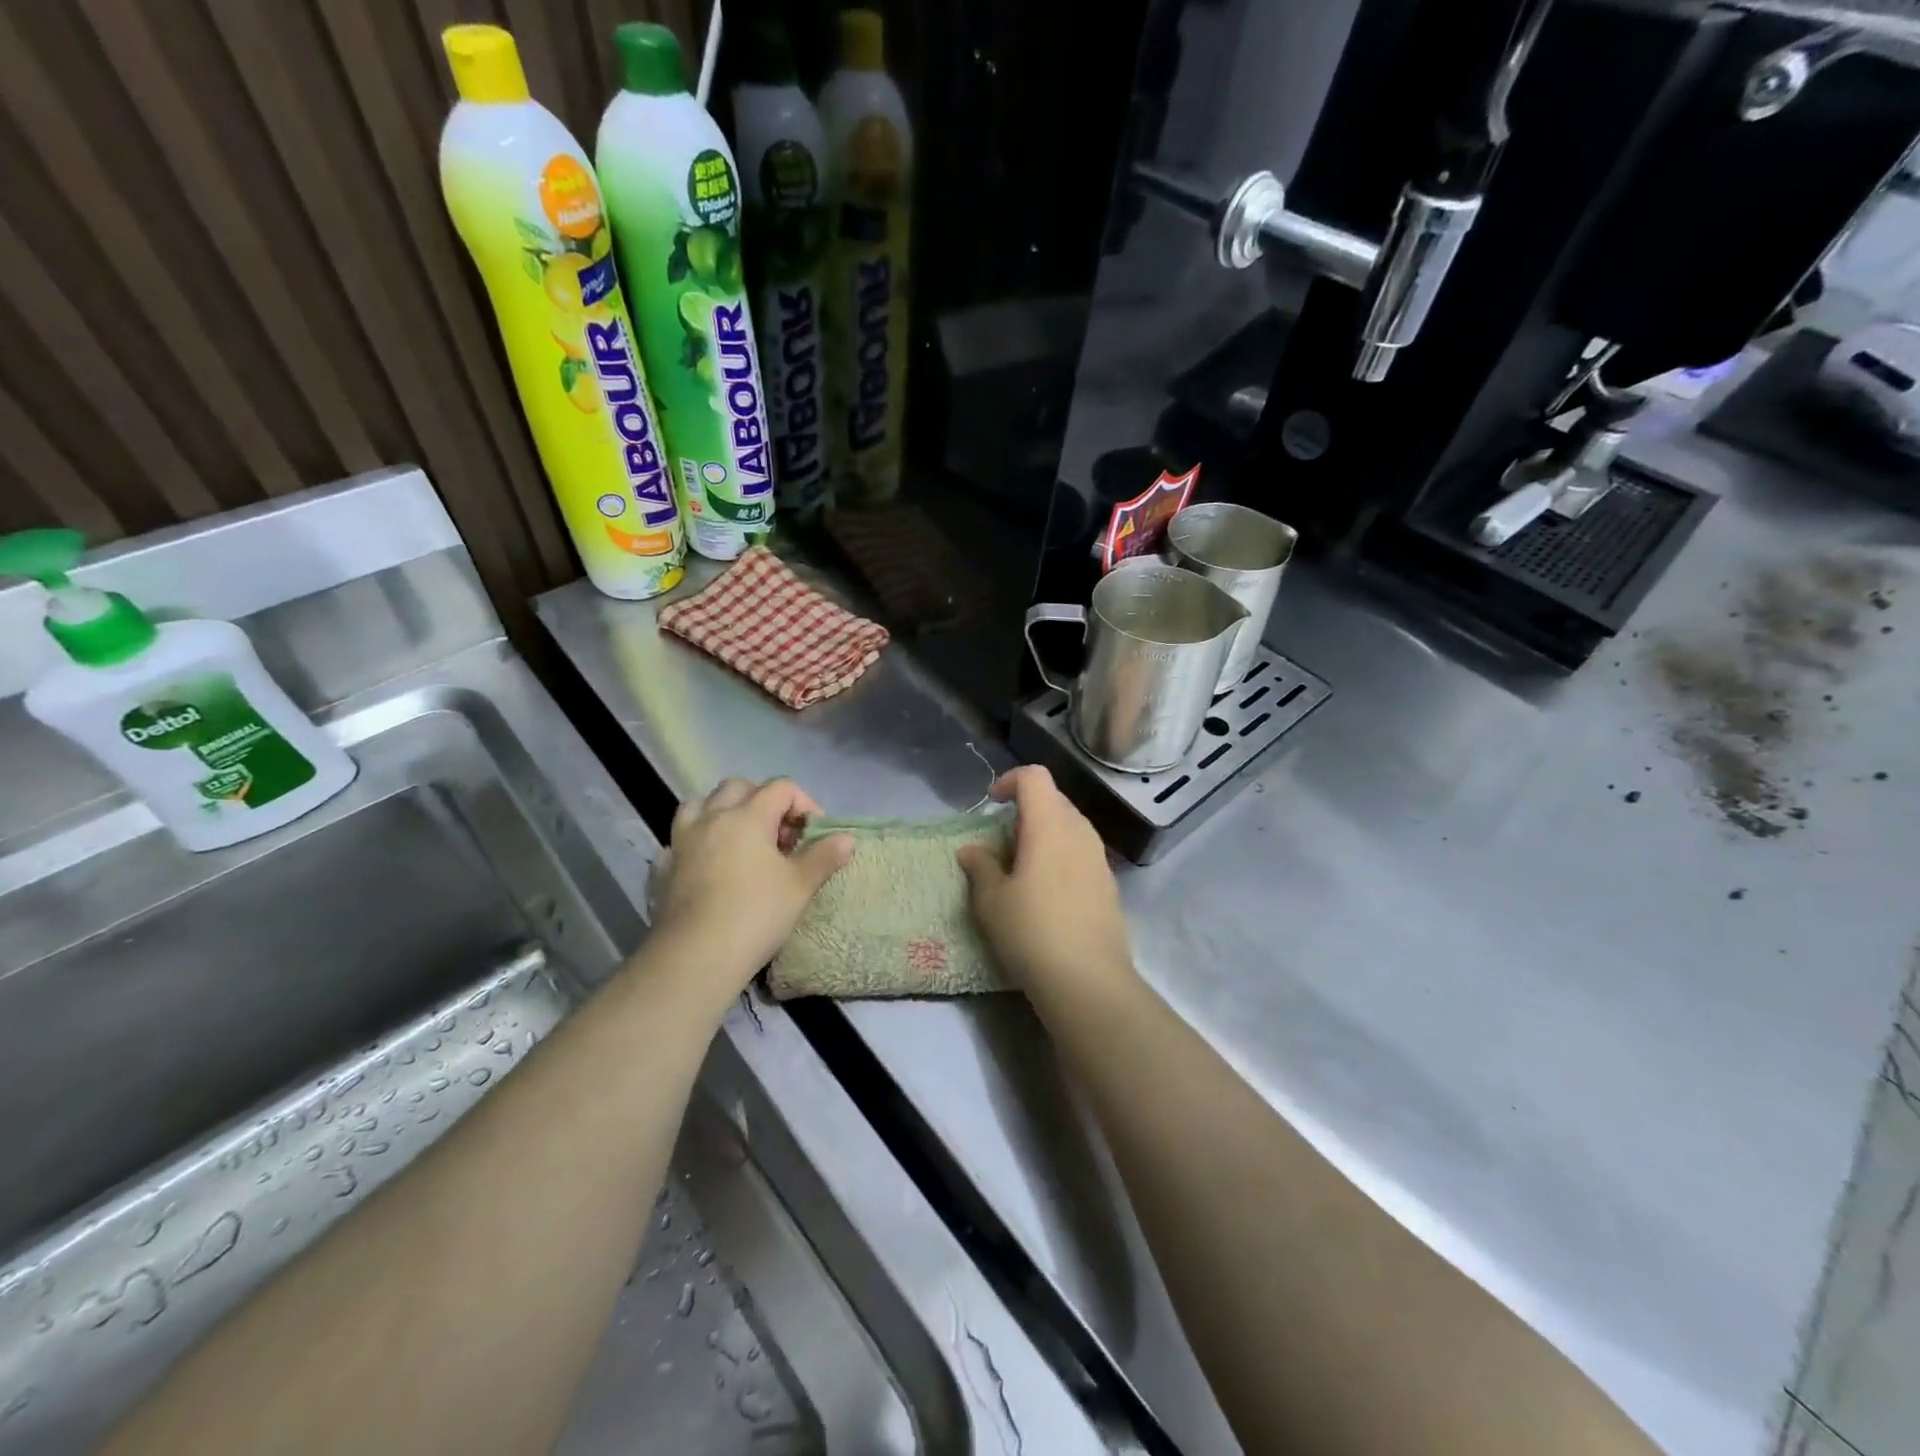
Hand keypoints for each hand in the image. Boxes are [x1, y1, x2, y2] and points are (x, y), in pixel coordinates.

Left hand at [651, 779, 853, 993]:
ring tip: (740, 839)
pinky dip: (696, 841)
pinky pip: (680, 839)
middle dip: (763, 801)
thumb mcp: (800, 886)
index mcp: (748, 816)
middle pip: (739, 787)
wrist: (696, 956)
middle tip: (779, 834)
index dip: (804, 804)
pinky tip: (707, 862)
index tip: (814, 834)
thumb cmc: (756, 914)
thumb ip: (824, 856)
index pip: (781, 788)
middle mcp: (712, 817)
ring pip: (700, 804)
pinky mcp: (664, 867)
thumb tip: (846, 838)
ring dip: (722, 811)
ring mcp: (683, 841)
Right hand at [957, 766, 1133, 999]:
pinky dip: (1060, 856)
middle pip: (1054, 799)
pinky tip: (1047, 892)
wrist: (1088, 980)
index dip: (1010, 781)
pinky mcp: (1109, 884)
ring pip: (1070, 826)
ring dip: (1044, 834)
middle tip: (1002, 841)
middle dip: (1026, 810)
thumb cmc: (1032, 931)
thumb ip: (980, 867)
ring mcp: (1099, 858)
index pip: (1035, 777)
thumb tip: (971, 850)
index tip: (991, 804)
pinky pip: (1081, 852)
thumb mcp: (992, 900)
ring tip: (1022, 867)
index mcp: (1050, 825)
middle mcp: (1080, 832)